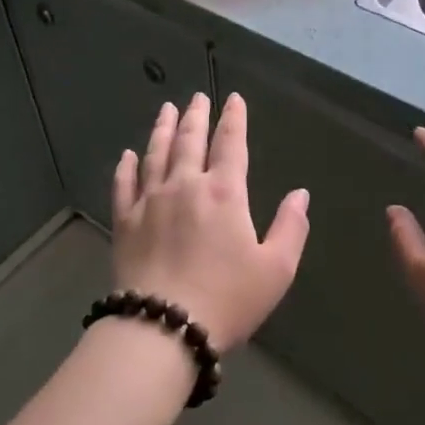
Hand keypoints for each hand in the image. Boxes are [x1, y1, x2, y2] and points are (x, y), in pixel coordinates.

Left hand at [112, 92, 309, 350]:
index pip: (230, 144)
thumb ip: (291, 227)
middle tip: (197, 96)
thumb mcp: (276, 269)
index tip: (234, 99)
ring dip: (162, 129)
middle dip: (195, 115)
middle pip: (189, 140)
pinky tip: (128, 155)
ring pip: (156, 154)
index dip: (234, 119)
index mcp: (224, 192)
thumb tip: (300, 194)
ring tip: (166, 109)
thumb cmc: (227, 299)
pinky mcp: (125, 222)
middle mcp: (185, 186)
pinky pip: (124, 185)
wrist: (163, 327)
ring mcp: (150, 201)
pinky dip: (126, 166)